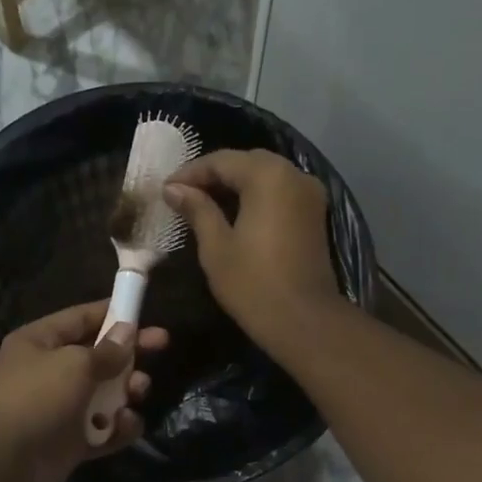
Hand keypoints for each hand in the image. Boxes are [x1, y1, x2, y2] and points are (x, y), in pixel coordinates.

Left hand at [0, 300, 167, 481]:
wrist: (0, 461)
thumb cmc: (35, 398)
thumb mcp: (74, 365)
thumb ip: (106, 351)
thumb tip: (127, 332)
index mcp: (41, 342)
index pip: (82, 318)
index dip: (114, 314)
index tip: (146, 315)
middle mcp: (51, 372)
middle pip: (99, 357)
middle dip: (129, 354)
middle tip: (161, 348)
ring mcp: (61, 408)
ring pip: (105, 395)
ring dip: (126, 392)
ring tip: (137, 393)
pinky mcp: (70, 441)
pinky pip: (103, 429)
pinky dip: (117, 428)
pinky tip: (125, 426)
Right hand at [164, 149, 342, 350]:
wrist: (303, 320)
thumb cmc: (253, 284)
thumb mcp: (216, 247)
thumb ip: (197, 210)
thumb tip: (174, 189)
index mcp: (268, 176)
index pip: (221, 161)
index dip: (190, 173)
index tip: (166, 190)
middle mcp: (294, 174)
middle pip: (247, 163)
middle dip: (214, 176)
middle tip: (183, 195)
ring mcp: (310, 194)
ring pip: (266, 177)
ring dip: (235, 186)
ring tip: (204, 205)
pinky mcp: (315, 215)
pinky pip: (280, 194)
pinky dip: (256, 198)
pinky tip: (234, 215)